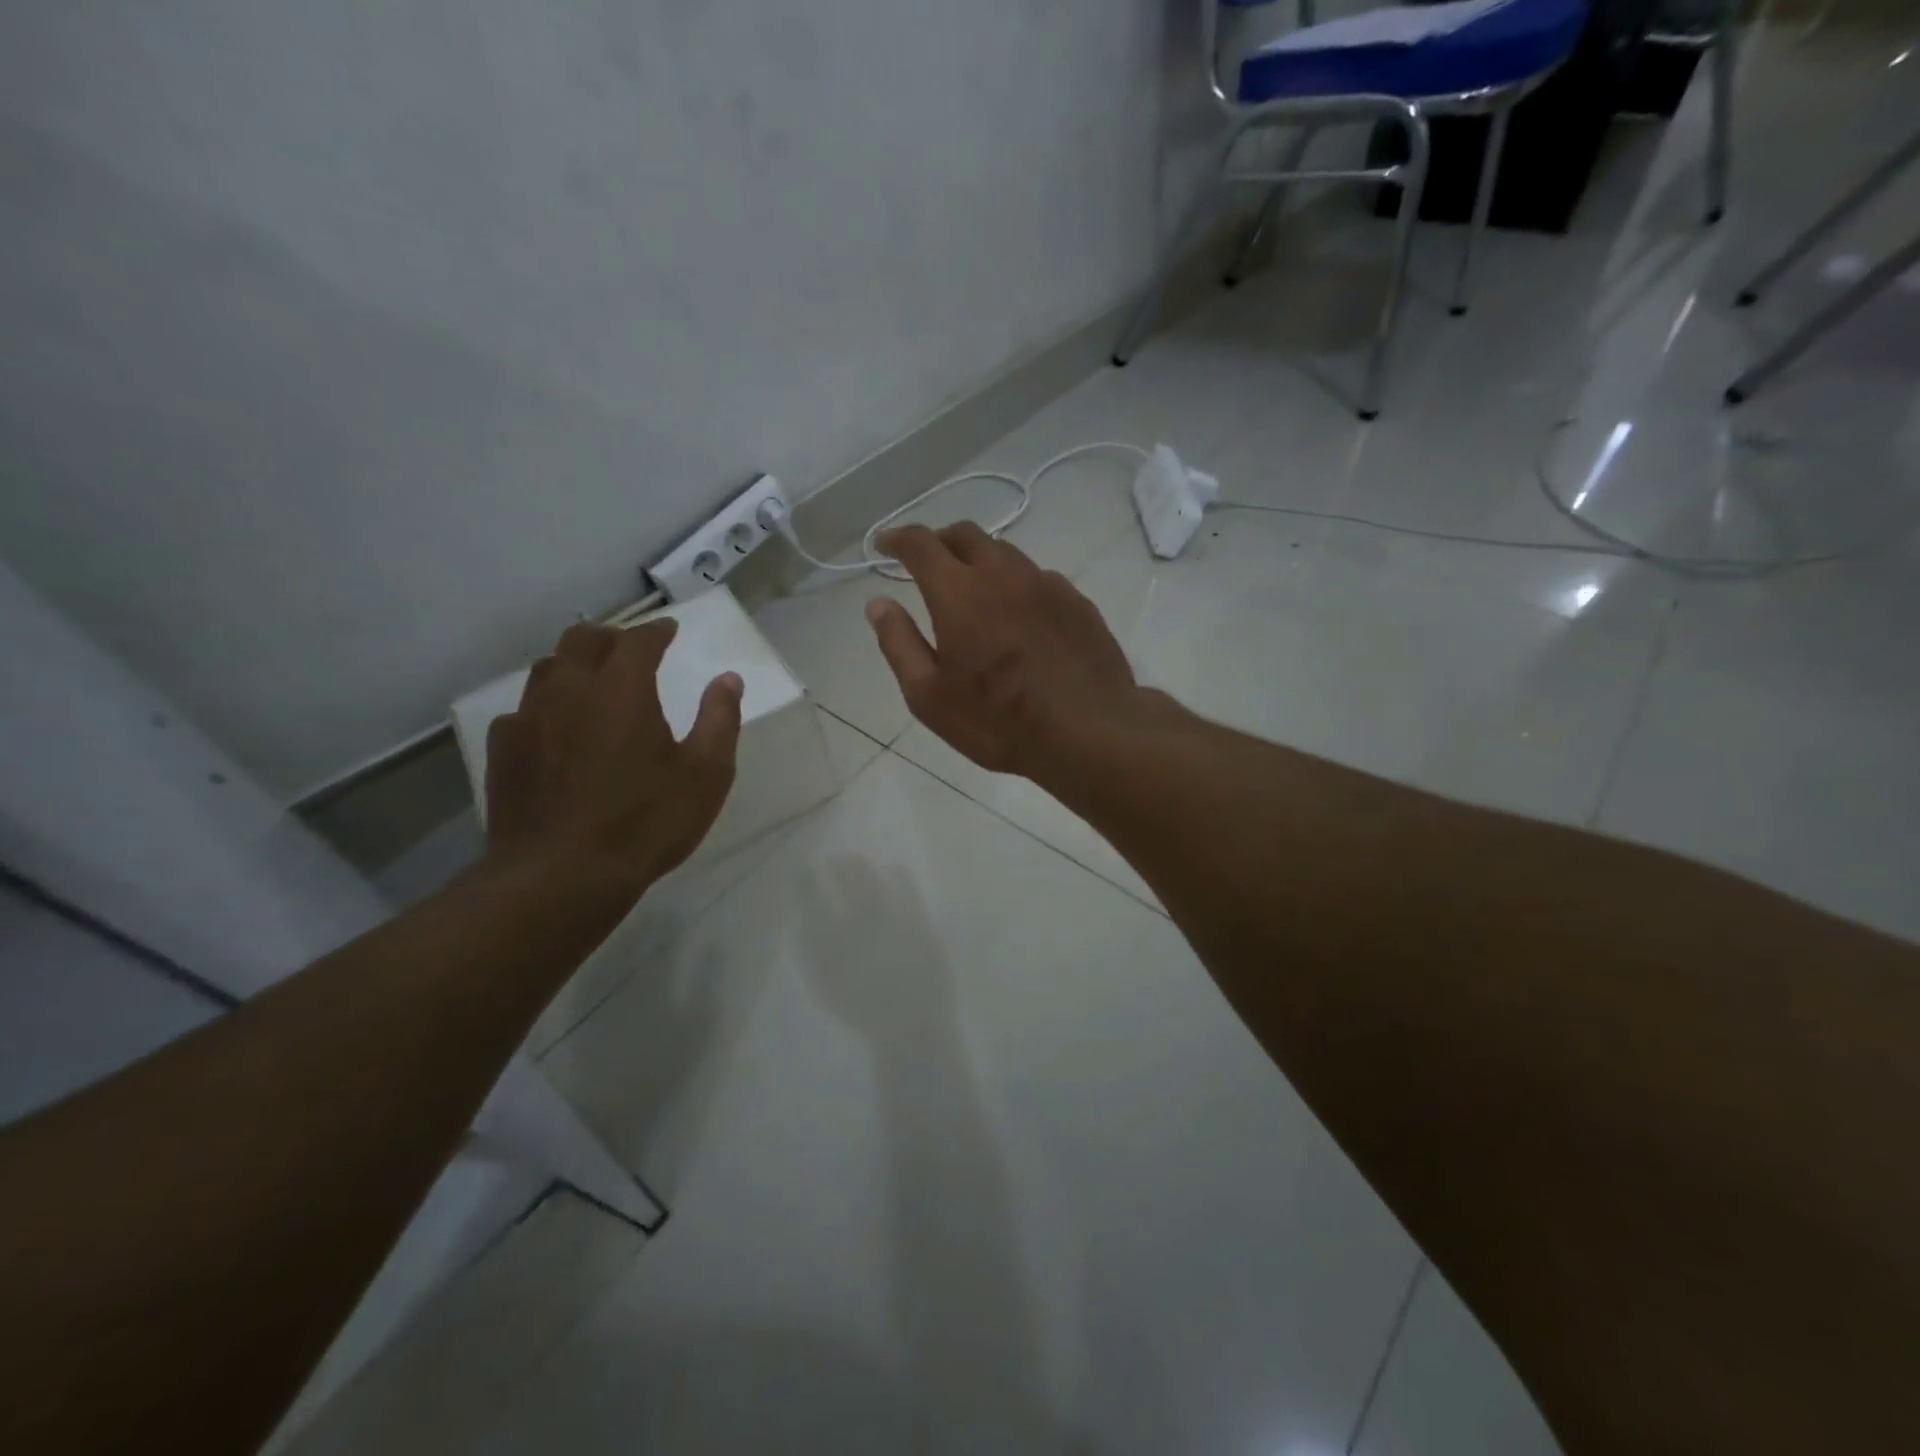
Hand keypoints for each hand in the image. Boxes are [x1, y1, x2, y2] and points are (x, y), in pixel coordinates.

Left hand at [482, 620, 742, 904]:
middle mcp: (570, 690)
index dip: (656, 631)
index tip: (670, 630)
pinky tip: (555, 728)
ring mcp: (529, 718)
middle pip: (582, 639)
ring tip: (592, 680)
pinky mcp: (504, 750)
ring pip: (548, 668)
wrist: (561, 876)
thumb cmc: (646, 821)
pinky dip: (546, 705)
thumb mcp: (706, 774)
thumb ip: (719, 719)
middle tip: (630, 647)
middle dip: (611, 636)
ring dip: (574, 664)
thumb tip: (729, 679)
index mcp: (622, 689)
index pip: (638, 640)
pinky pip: (524, 709)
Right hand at [864, 523, 1152, 782]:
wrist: (1090, 733)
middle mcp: (1004, 574)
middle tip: (926, 565)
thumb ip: (899, 644)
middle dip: (939, 541)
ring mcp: (1047, 584)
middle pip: (965, 534)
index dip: (896, 539)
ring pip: (1005, 553)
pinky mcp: (1078, 602)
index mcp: (960, 592)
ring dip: (980, 562)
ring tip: (974, 593)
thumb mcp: (930, 697)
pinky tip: (1019, 618)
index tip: (884, 546)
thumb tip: (877, 604)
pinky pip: (1038, 578)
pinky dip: (1016, 585)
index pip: (921, 543)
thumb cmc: (999, 722)